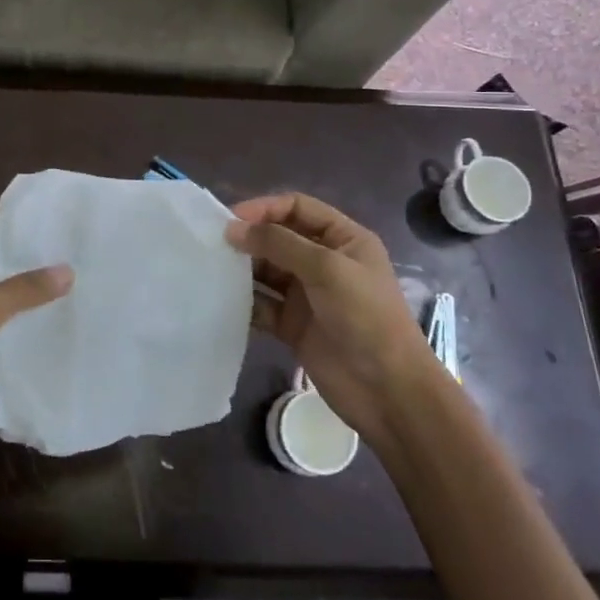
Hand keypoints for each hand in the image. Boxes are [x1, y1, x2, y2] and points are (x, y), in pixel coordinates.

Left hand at [0, 251, 71, 454]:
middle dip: (44, 292)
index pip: (4, 254)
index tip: (74, 250)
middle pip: (12, 292)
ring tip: (90, 317)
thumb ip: (26, 290)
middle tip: (93, 285)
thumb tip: (68, 270)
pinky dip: (29, 360)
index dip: (35, 253)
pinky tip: (67, 355)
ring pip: (13, 328)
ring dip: (39, 327)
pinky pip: (9, 361)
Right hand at [227, 193, 431, 434]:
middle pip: (278, 238)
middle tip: (213, 245)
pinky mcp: (293, 325)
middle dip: (249, 238)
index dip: (264, 208)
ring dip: (242, 269)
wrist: (388, 391)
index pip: (297, 208)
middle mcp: (324, 261)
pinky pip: (262, 304)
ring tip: (211, 269)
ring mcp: (307, 294)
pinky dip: (244, 301)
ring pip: (266, 271)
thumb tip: (234, 228)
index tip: (231, 220)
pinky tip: (220, 299)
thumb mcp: (327, 269)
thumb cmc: (366, 317)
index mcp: (343, 239)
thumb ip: (279, 244)